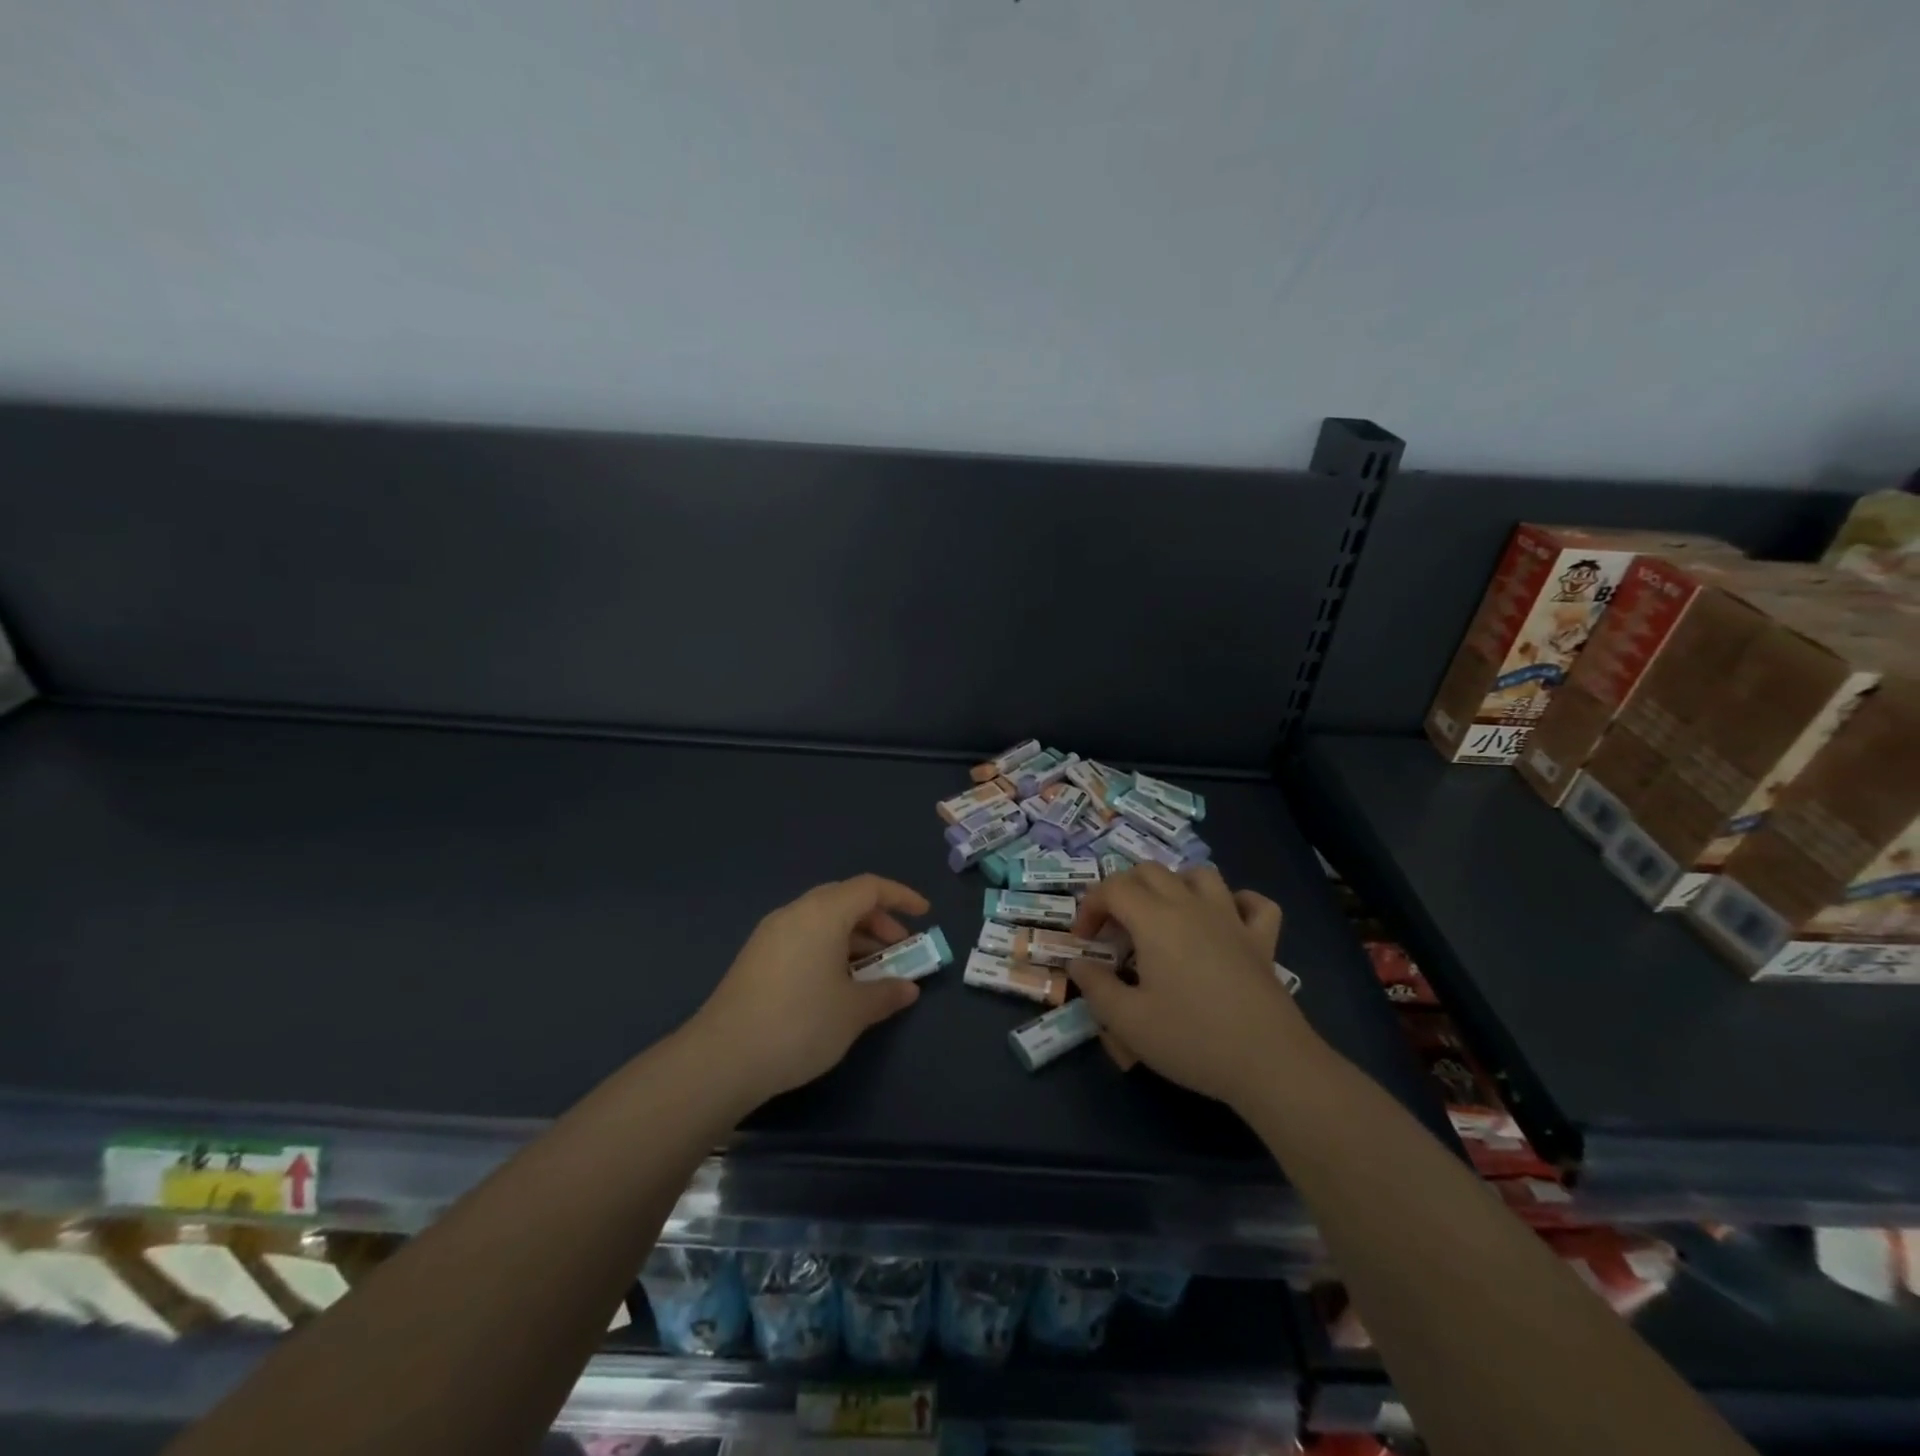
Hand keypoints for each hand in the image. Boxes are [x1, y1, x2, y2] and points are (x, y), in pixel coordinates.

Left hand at [690, 874, 928, 1108]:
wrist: (722, 1058)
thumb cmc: (800, 1023)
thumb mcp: (853, 1011)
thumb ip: (886, 993)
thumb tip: (908, 988)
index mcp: (823, 913)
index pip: (869, 888)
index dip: (901, 897)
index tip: (924, 916)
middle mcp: (795, 913)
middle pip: (845, 900)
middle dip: (878, 921)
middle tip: (898, 950)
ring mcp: (771, 934)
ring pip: (822, 920)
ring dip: (853, 938)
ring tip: (871, 973)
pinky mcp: (756, 957)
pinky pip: (804, 937)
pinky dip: (829, 949)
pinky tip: (836, 985)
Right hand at [1070, 864, 1311, 1109]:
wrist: (1269, 1063)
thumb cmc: (1191, 1039)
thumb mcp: (1127, 1021)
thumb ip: (1096, 987)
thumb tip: (1079, 964)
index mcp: (1155, 920)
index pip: (1112, 888)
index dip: (1090, 907)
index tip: (1084, 941)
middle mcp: (1192, 906)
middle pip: (1150, 871)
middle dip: (1123, 890)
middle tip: (1115, 929)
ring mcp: (1232, 919)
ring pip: (1200, 875)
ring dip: (1175, 885)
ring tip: (1164, 916)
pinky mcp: (1262, 940)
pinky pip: (1254, 903)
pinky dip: (1238, 902)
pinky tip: (1226, 921)